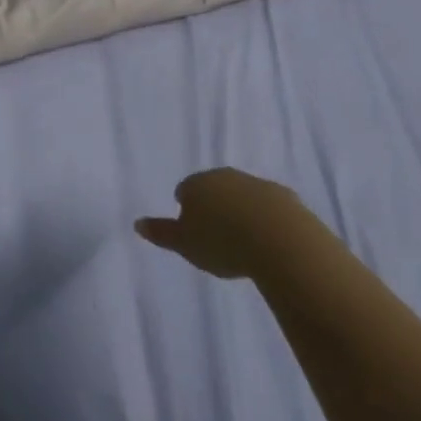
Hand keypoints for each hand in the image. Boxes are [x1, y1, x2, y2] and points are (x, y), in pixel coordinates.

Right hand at [135, 168, 313, 278]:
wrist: (279, 238)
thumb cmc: (222, 242)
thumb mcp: (185, 244)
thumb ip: (161, 233)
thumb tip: (137, 223)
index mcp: (197, 184)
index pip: (184, 190)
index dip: (186, 207)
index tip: (192, 228)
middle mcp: (224, 176)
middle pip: (213, 187)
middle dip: (213, 205)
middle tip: (216, 234)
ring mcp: (255, 183)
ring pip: (241, 194)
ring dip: (240, 209)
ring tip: (243, 239)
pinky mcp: (283, 196)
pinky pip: (269, 205)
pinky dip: (266, 217)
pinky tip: (269, 238)